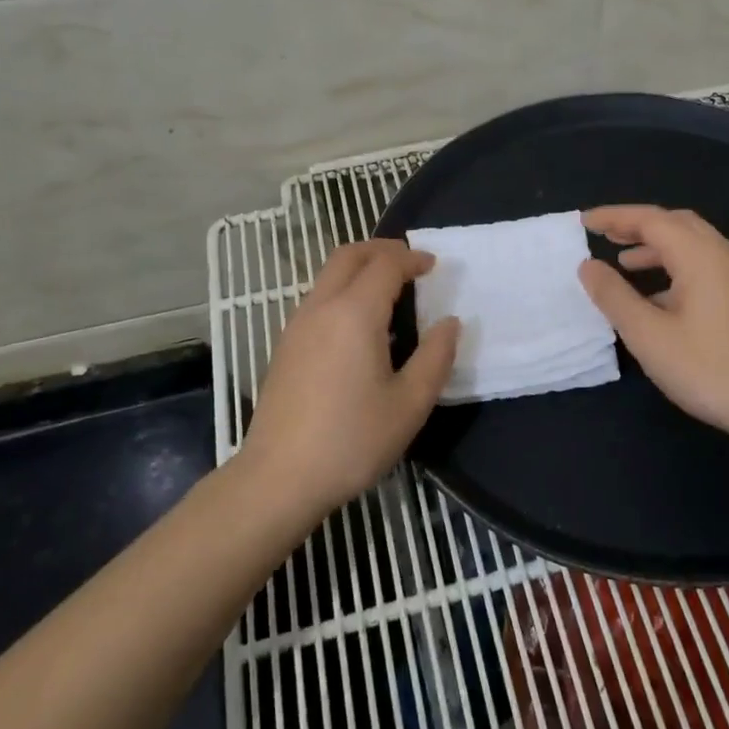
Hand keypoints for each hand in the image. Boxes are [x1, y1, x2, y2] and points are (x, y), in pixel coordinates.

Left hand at [243, 240, 459, 517]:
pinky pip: (318, 298)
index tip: (434, 266)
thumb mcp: (410, 404)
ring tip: (390, 291)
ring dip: (360, 268)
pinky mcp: (286, 346)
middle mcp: (321, 307)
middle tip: (411, 263)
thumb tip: (449, 323)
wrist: (279, 478)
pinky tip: (361, 324)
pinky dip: (344, 289)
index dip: (412, 259)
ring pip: (329, 275)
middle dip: (382, 250)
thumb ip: (436, 357)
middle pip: (349, 255)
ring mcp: (297, 325)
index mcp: (354, 314)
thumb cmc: (351, 440)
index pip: (385, 265)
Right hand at [576, 205, 728, 451]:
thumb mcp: (649, 336)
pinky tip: (659, 296)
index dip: (616, 217)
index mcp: (702, 256)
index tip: (585, 221)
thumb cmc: (708, 369)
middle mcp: (726, 254)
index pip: (652, 219)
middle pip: (677, 223)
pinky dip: (677, 265)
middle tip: (605, 235)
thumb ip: (614, 296)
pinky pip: (706, 263)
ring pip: (694, 243)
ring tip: (625, 262)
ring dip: (657, 246)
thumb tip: (588, 266)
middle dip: (638, 225)